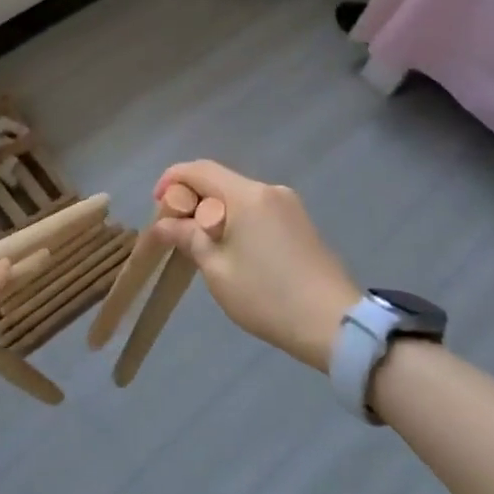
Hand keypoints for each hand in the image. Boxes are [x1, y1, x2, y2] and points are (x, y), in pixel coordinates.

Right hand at [151, 161, 359, 371]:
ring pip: (238, 196)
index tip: (157, 205)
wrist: (336, 324)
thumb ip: (189, 238)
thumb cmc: (267, 296)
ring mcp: (289, 205)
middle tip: (174, 230)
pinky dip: (235, 219)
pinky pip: (257, 209)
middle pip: (219, 180)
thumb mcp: (218, 269)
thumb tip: (164, 223)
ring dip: (213, 210)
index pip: (199, 169)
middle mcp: (269, 190)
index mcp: (246, 196)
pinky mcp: (300, 223)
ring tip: (200, 244)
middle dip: (192, 198)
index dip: (172, 181)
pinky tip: (230, 248)